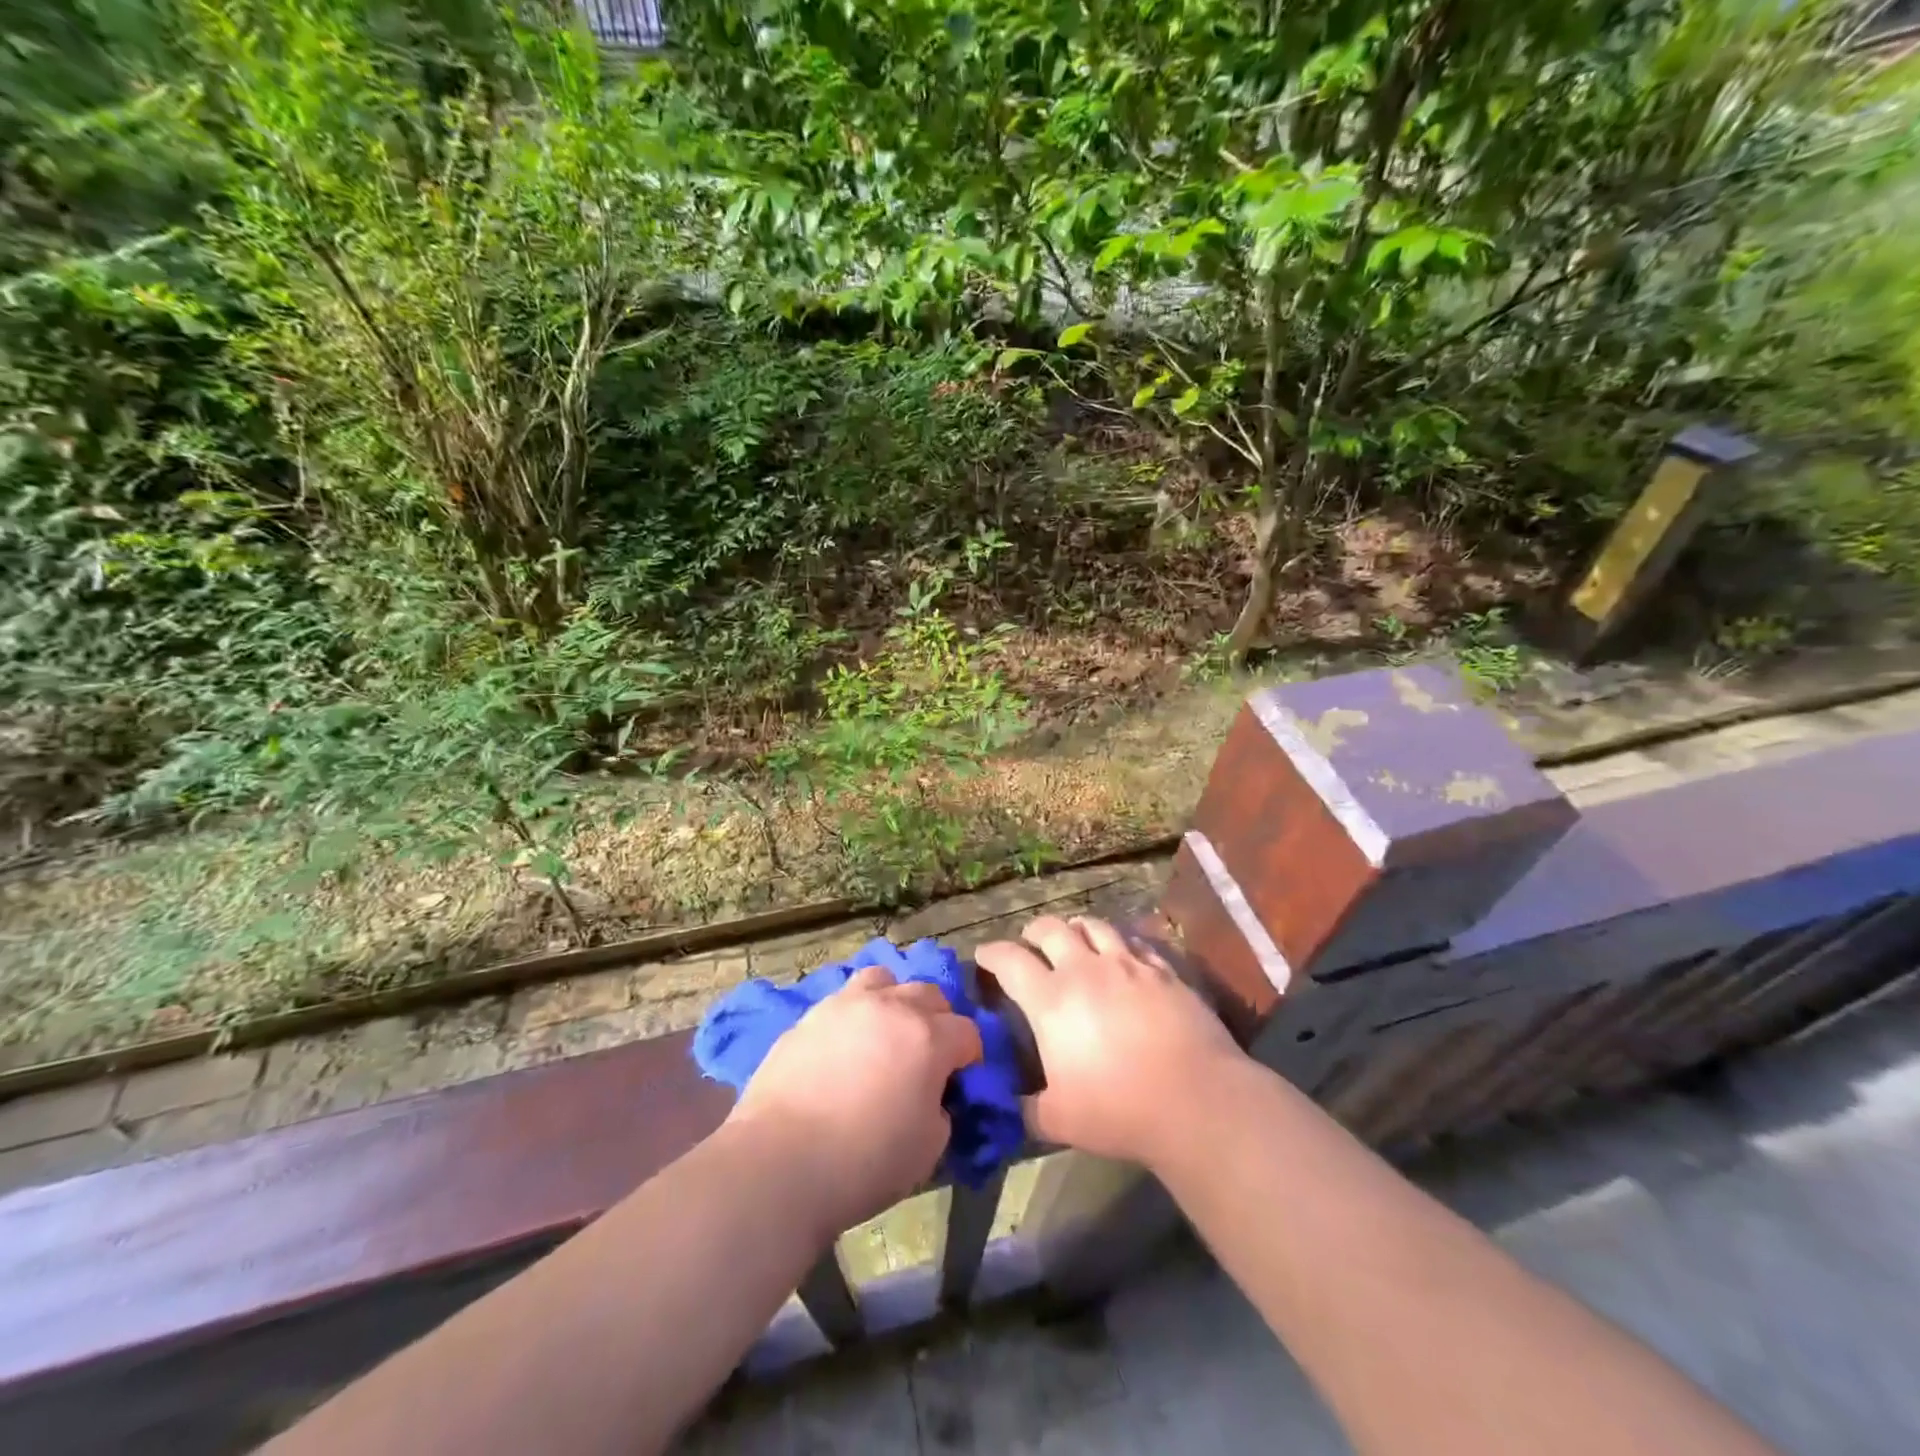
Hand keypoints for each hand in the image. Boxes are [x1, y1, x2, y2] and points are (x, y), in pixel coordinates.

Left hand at [727, 965, 982, 1240]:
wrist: (779, 1162)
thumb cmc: (864, 1162)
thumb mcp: (928, 1149)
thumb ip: (940, 1110)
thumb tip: (931, 1096)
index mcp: (929, 1037)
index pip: (967, 1032)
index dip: (969, 1055)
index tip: (961, 1079)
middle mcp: (891, 1007)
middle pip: (929, 994)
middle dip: (937, 1020)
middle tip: (926, 1055)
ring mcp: (846, 1005)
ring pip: (884, 980)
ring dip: (894, 1000)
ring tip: (885, 1032)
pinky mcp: (809, 1015)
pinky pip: (843, 999)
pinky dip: (854, 1015)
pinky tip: (845, 1045)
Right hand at [977, 914, 1245, 1169]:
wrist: (1196, 1100)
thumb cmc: (1119, 1111)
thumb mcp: (1058, 1121)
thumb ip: (1026, 1108)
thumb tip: (1008, 1105)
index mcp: (1050, 1000)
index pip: (1009, 960)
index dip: (991, 954)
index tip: (983, 955)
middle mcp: (1084, 969)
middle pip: (1050, 929)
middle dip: (1033, 932)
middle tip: (1029, 943)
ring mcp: (1126, 964)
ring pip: (1093, 925)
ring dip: (1075, 928)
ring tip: (1073, 936)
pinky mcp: (1162, 969)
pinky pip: (1133, 940)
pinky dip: (1117, 941)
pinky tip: (1120, 953)